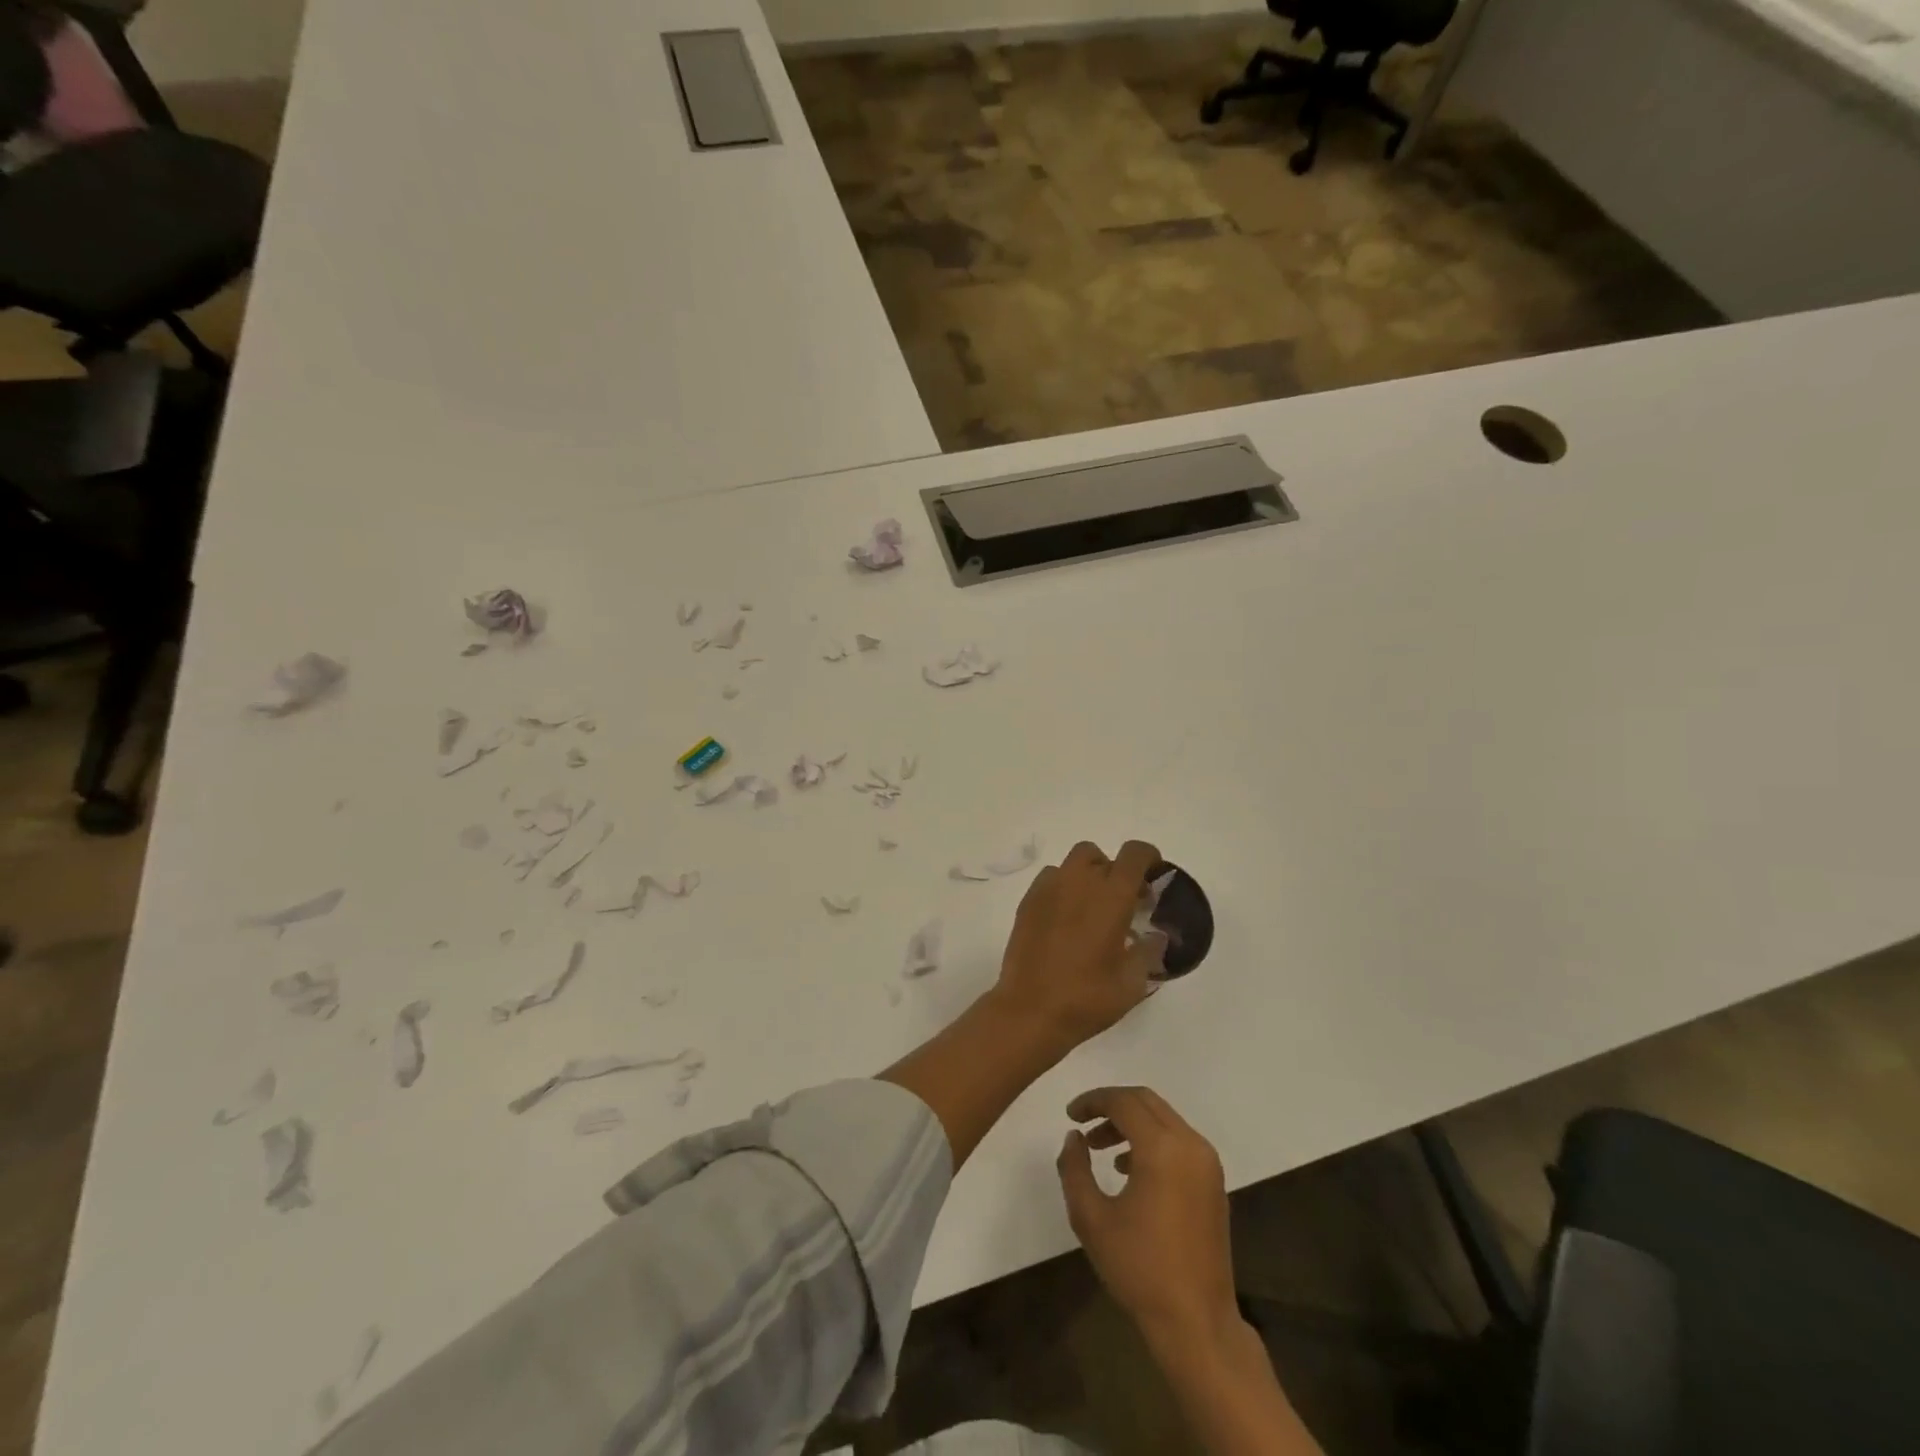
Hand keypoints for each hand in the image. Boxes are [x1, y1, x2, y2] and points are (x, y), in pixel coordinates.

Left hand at [991, 839, 1163, 1049]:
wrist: (1030, 1010)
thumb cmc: (1087, 998)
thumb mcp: (1132, 982)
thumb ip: (1149, 951)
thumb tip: (1156, 936)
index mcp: (1111, 896)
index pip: (1135, 854)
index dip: (1149, 859)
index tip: (1153, 879)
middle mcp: (1079, 881)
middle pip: (1100, 855)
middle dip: (1114, 871)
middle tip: (1122, 902)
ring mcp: (1048, 889)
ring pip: (1072, 864)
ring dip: (1087, 878)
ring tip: (1091, 911)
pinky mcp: (1027, 902)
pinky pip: (1050, 880)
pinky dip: (1063, 889)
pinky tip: (1065, 920)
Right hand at [1058, 1086, 1238, 1348]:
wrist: (1197, 1322)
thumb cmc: (1139, 1269)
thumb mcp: (1091, 1218)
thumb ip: (1074, 1169)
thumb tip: (1074, 1136)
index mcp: (1162, 1148)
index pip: (1123, 1101)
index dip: (1092, 1101)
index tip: (1070, 1115)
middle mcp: (1190, 1144)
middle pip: (1146, 1101)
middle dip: (1111, 1105)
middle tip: (1083, 1123)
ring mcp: (1207, 1162)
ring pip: (1163, 1119)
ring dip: (1131, 1122)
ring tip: (1100, 1149)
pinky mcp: (1214, 1182)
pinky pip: (1178, 1141)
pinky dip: (1151, 1140)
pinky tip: (1128, 1169)